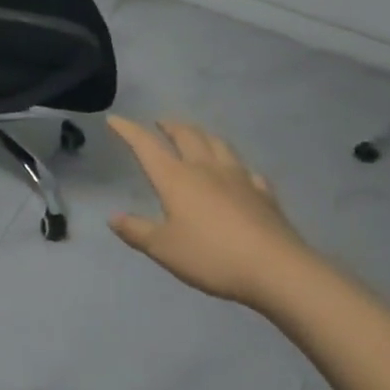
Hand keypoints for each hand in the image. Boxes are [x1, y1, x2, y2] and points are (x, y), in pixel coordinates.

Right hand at [107, 115, 311, 306]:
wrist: (277, 270)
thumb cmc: (212, 256)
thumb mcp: (164, 249)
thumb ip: (137, 231)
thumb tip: (113, 217)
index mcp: (176, 178)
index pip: (146, 145)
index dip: (129, 130)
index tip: (115, 119)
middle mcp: (205, 169)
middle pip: (187, 136)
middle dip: (170, 126)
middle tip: (161, 123)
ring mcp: (239, 179)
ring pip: (218, 145)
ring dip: (202, 135)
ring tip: (196, 135)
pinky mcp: (264, 194)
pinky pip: (248, 172)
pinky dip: (237, 167)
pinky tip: (240, 174)